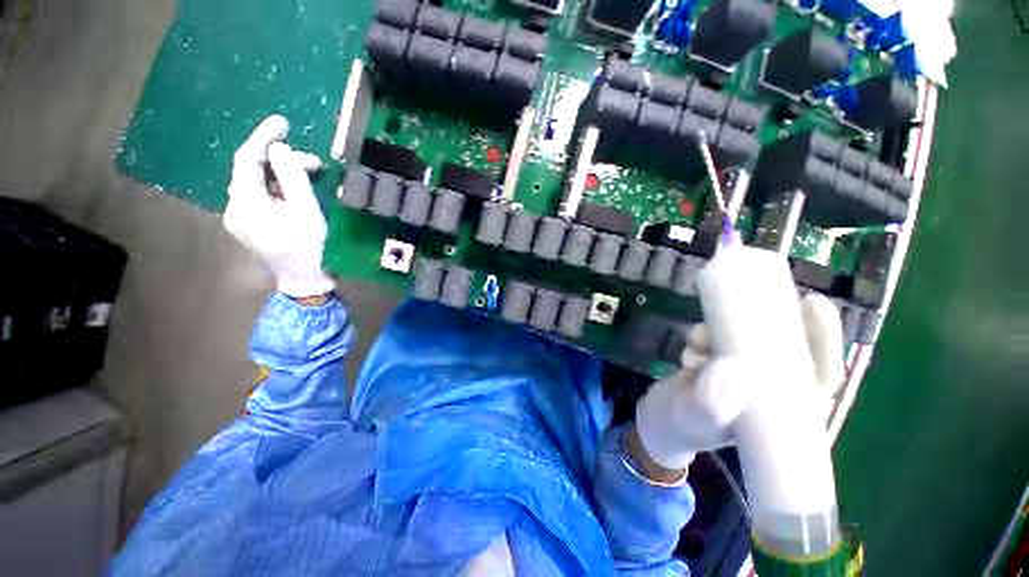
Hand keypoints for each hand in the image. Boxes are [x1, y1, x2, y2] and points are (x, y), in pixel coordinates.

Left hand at [224, 115, 335, 297]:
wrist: (308, 280)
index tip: (282, 122)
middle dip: (282, 162)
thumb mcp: (306, 210)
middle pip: (253, 172)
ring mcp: (241, 218)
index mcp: (245, 204)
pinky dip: (280, 189)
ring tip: (312, 177)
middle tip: (316, 164)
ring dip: (283, 175)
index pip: (247, 160)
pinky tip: (297, 191)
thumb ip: (292, 176)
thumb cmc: (311, 247)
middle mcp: (235, 208)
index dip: (264, 138)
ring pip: (258, 184)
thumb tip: (279, 150)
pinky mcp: (251, 225)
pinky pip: (262, 196)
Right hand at [633, 291, 844, 472]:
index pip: (820, 375)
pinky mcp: (722, 361)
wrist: (661, 420)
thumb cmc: (682, 428)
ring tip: (695, 340)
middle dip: (777, 321)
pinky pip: (721, 339)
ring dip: (724, 331)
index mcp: (786, 411)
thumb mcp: (695, 420)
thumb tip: (736, 373)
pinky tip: (688, 347)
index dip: (823, 340)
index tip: (812, 304)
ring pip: (750, 340)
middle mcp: (773, 390)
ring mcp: (746, 374)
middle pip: (791, 349)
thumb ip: (712, 405)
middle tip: (762, 297)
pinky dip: (705, 336)